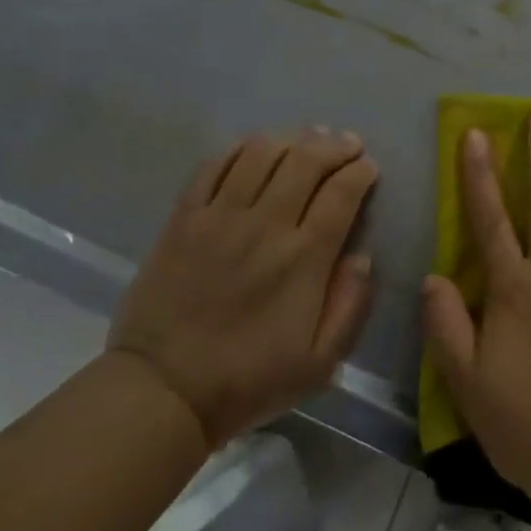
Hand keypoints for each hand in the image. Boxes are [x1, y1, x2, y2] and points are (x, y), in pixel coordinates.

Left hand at [109, 129, 377, 446]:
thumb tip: (362, 256)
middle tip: (347, 144)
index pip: (342, 193)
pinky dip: (240, 149)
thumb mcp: (320, 362)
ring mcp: (219, 217)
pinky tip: (255, 150)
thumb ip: (350, 305)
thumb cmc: (248, 380)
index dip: (360, 172)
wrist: (162, 391)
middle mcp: (265, 225)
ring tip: (306, 140)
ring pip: (261, 153)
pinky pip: (214, 166)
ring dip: (291, 139)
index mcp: (304, 258)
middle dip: (334, 145)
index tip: (369, 168)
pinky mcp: (183, 218)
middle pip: (306, 160)